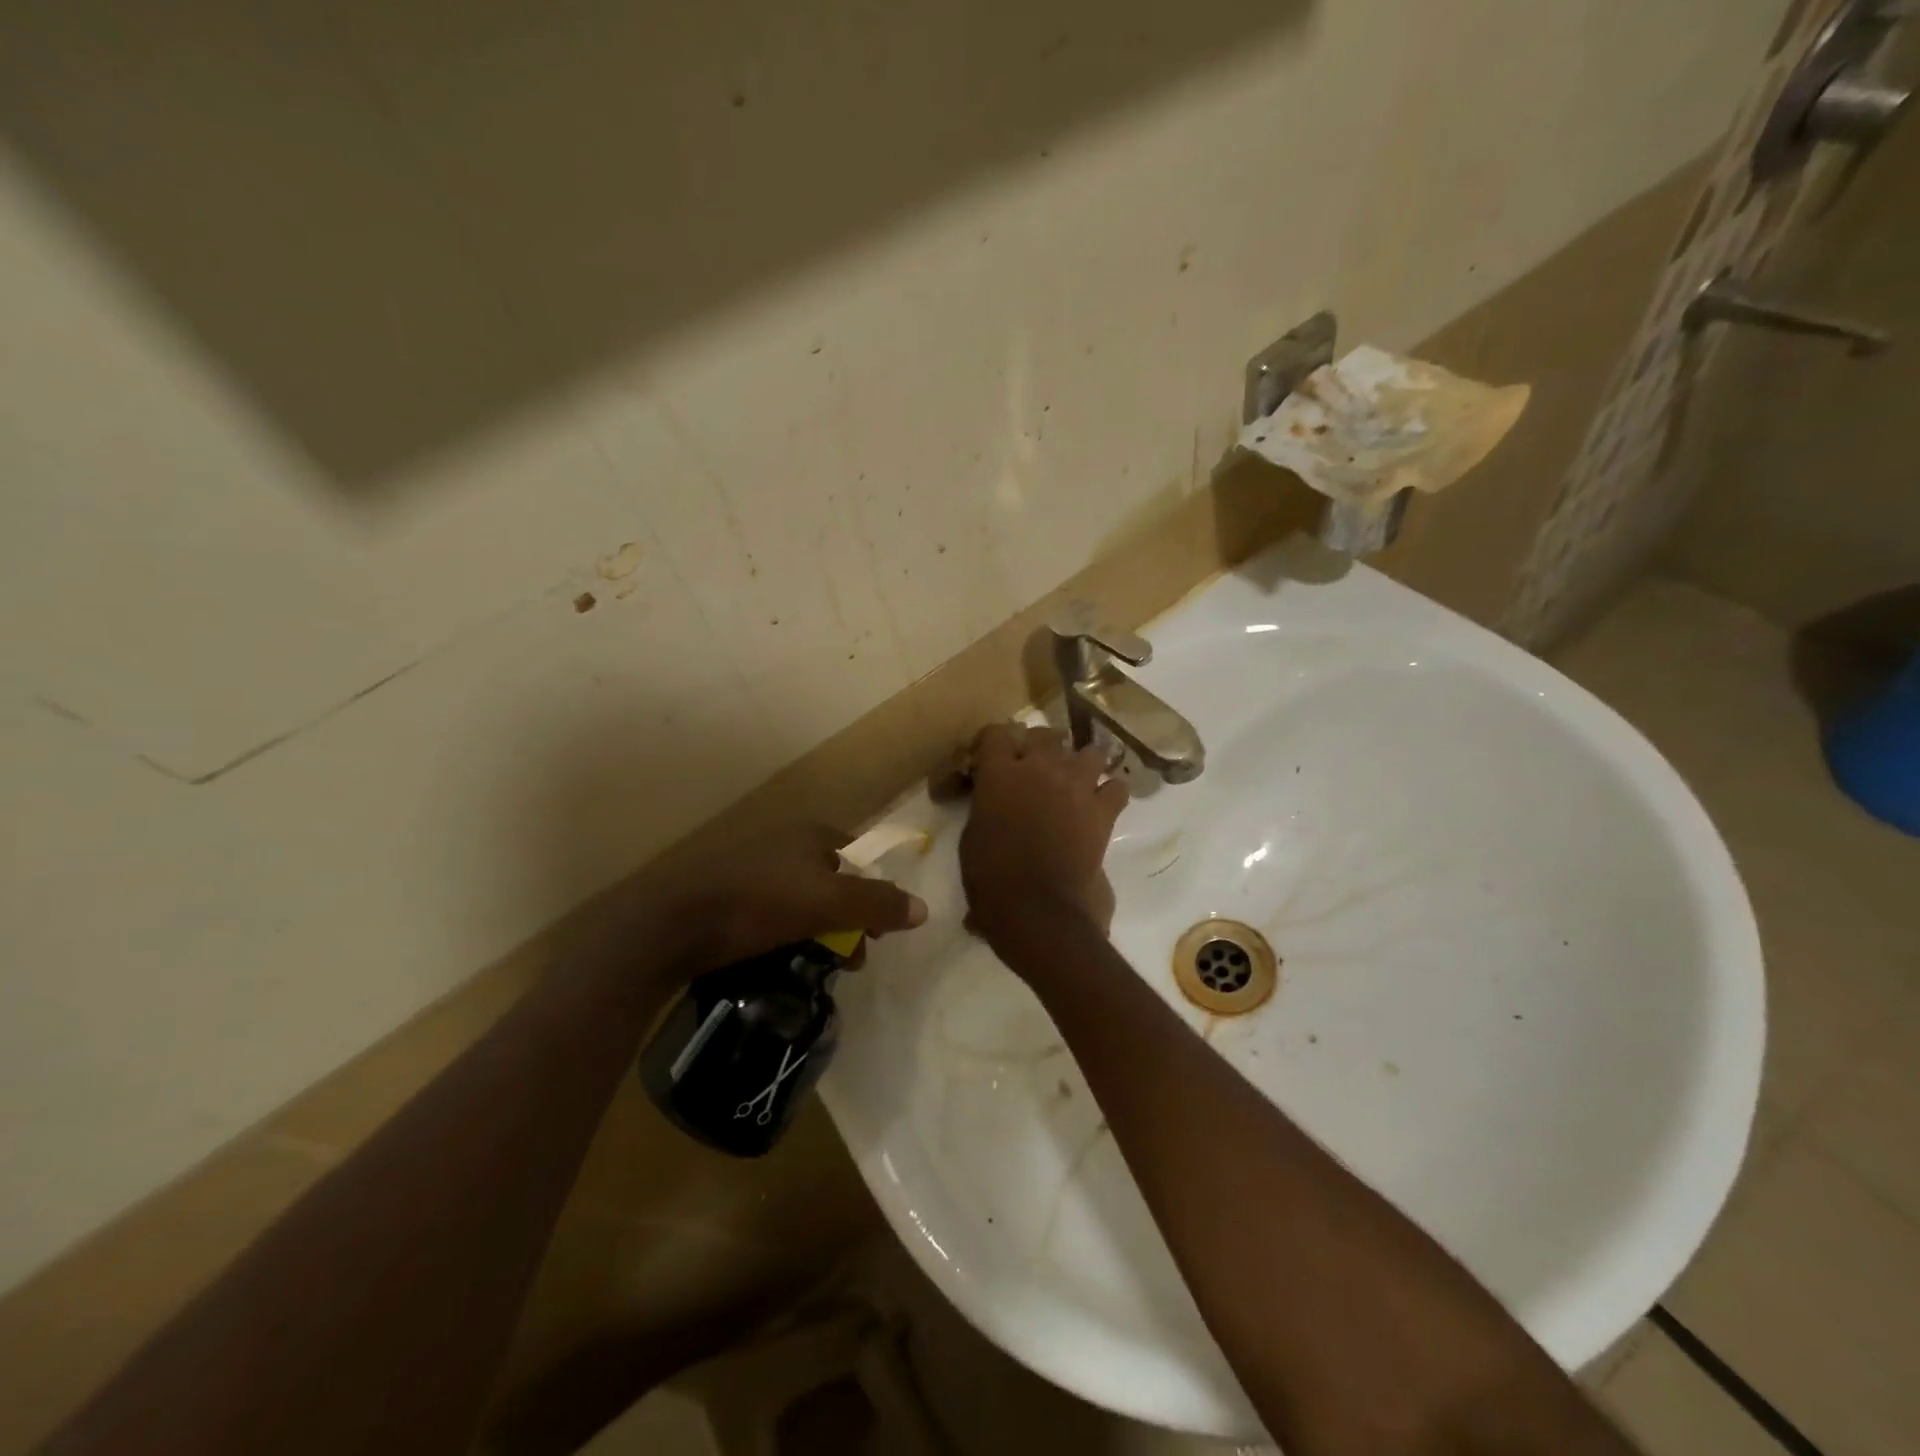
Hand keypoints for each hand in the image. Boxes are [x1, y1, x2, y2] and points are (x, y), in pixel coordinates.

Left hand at [668, 824, 927, 970]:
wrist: (674, 922)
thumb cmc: (760, 902)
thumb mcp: (829, 903)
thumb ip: (878, 904)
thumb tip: (924, 909)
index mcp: (811, 835)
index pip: (860, 858)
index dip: (874, 894)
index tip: (876, 934)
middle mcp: (784, 842)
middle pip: (833, 882)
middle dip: (847, 921)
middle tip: (848, 960)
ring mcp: (752, 866)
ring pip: (801, 900)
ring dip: (817, 932)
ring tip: (817, 968)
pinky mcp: (727, 893)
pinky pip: (771, 912)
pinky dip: (784, 934)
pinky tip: (780, 960)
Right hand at [959, 723, 1128, 951]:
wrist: (1037, 907)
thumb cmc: (992, 877)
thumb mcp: (972, 838)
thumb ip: (984, 809)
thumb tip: (992, 813)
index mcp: (999, 773)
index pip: (996, 733)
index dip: (994, 742)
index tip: (990, 757)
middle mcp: (1040, 767)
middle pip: (1045, 735)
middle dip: (1039, 747)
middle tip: (1033, 769)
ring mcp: (1076, 784)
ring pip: (1088, 752)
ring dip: (1080, 764)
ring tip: (1073, 782)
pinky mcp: (1102, 810)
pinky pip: (1117, 787)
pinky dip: (1110, 793)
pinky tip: (1100, 805)